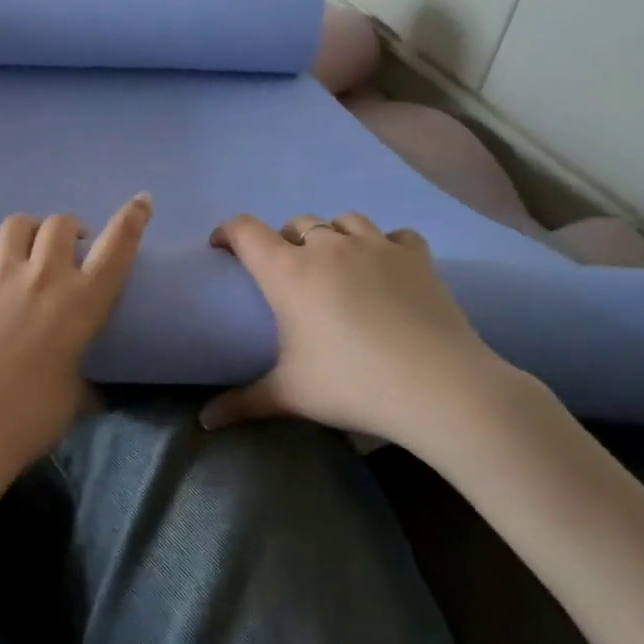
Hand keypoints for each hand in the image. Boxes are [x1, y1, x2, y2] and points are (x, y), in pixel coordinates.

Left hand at [0, 194, 152, 478]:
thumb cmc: (31, 419)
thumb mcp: (75, 397)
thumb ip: (83, 379)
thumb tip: (91, 390)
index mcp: (81, 304)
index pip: (117, 248)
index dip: (132, 219)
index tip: (141, 202)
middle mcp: (43, 277)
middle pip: (60, 224)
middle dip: (69, 229)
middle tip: (69, 248)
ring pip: (16, 224)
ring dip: (27, 227)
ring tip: (27, 242)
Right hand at [200, 211, 520, 451]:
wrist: (439, 387)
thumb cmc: (352, 384)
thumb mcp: (289, 395)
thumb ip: (242, 402)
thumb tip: (204, 422)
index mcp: (288, 272)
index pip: (246, 231)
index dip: (228, 232)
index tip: (221, 247)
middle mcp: (328, 247)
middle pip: (296, 224)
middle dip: (283, 241)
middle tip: (286, 272)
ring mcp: (376, 247)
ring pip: (344, 221)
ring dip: (332, 236)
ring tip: (335, 264)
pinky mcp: (416, 257)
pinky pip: (394, 235)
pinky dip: (384, 245)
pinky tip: (386, 267)